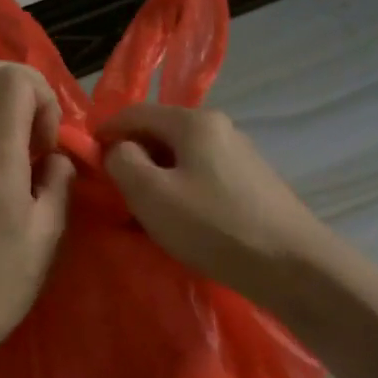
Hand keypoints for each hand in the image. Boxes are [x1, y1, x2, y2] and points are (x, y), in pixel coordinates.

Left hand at [0, 60, 75, 375]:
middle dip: (20, 87)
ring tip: (24, 162)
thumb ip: (58, 184)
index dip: (42, 95)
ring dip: (3, 112)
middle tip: (38, 133)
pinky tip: (3, 181)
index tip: (48, 142)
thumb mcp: (46, 236)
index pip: (11, 79)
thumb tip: (55, 159)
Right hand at [100, 104, 332, 306]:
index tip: (85, 161)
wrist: (293, 266)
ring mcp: (240, 154)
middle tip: (114, 192)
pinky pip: (202, 175)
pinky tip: (180, 219)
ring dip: (156, 177)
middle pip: (159, 132)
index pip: (134, 112)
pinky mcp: (252, 182)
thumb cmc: (214, 226)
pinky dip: (181, 190)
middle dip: (131, 157)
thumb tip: (119, 149)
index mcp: (193, 122)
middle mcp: (220, 127)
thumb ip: (123, 162)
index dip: (104, 132)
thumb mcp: (151, 194)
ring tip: (143, 211)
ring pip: (181, 156)